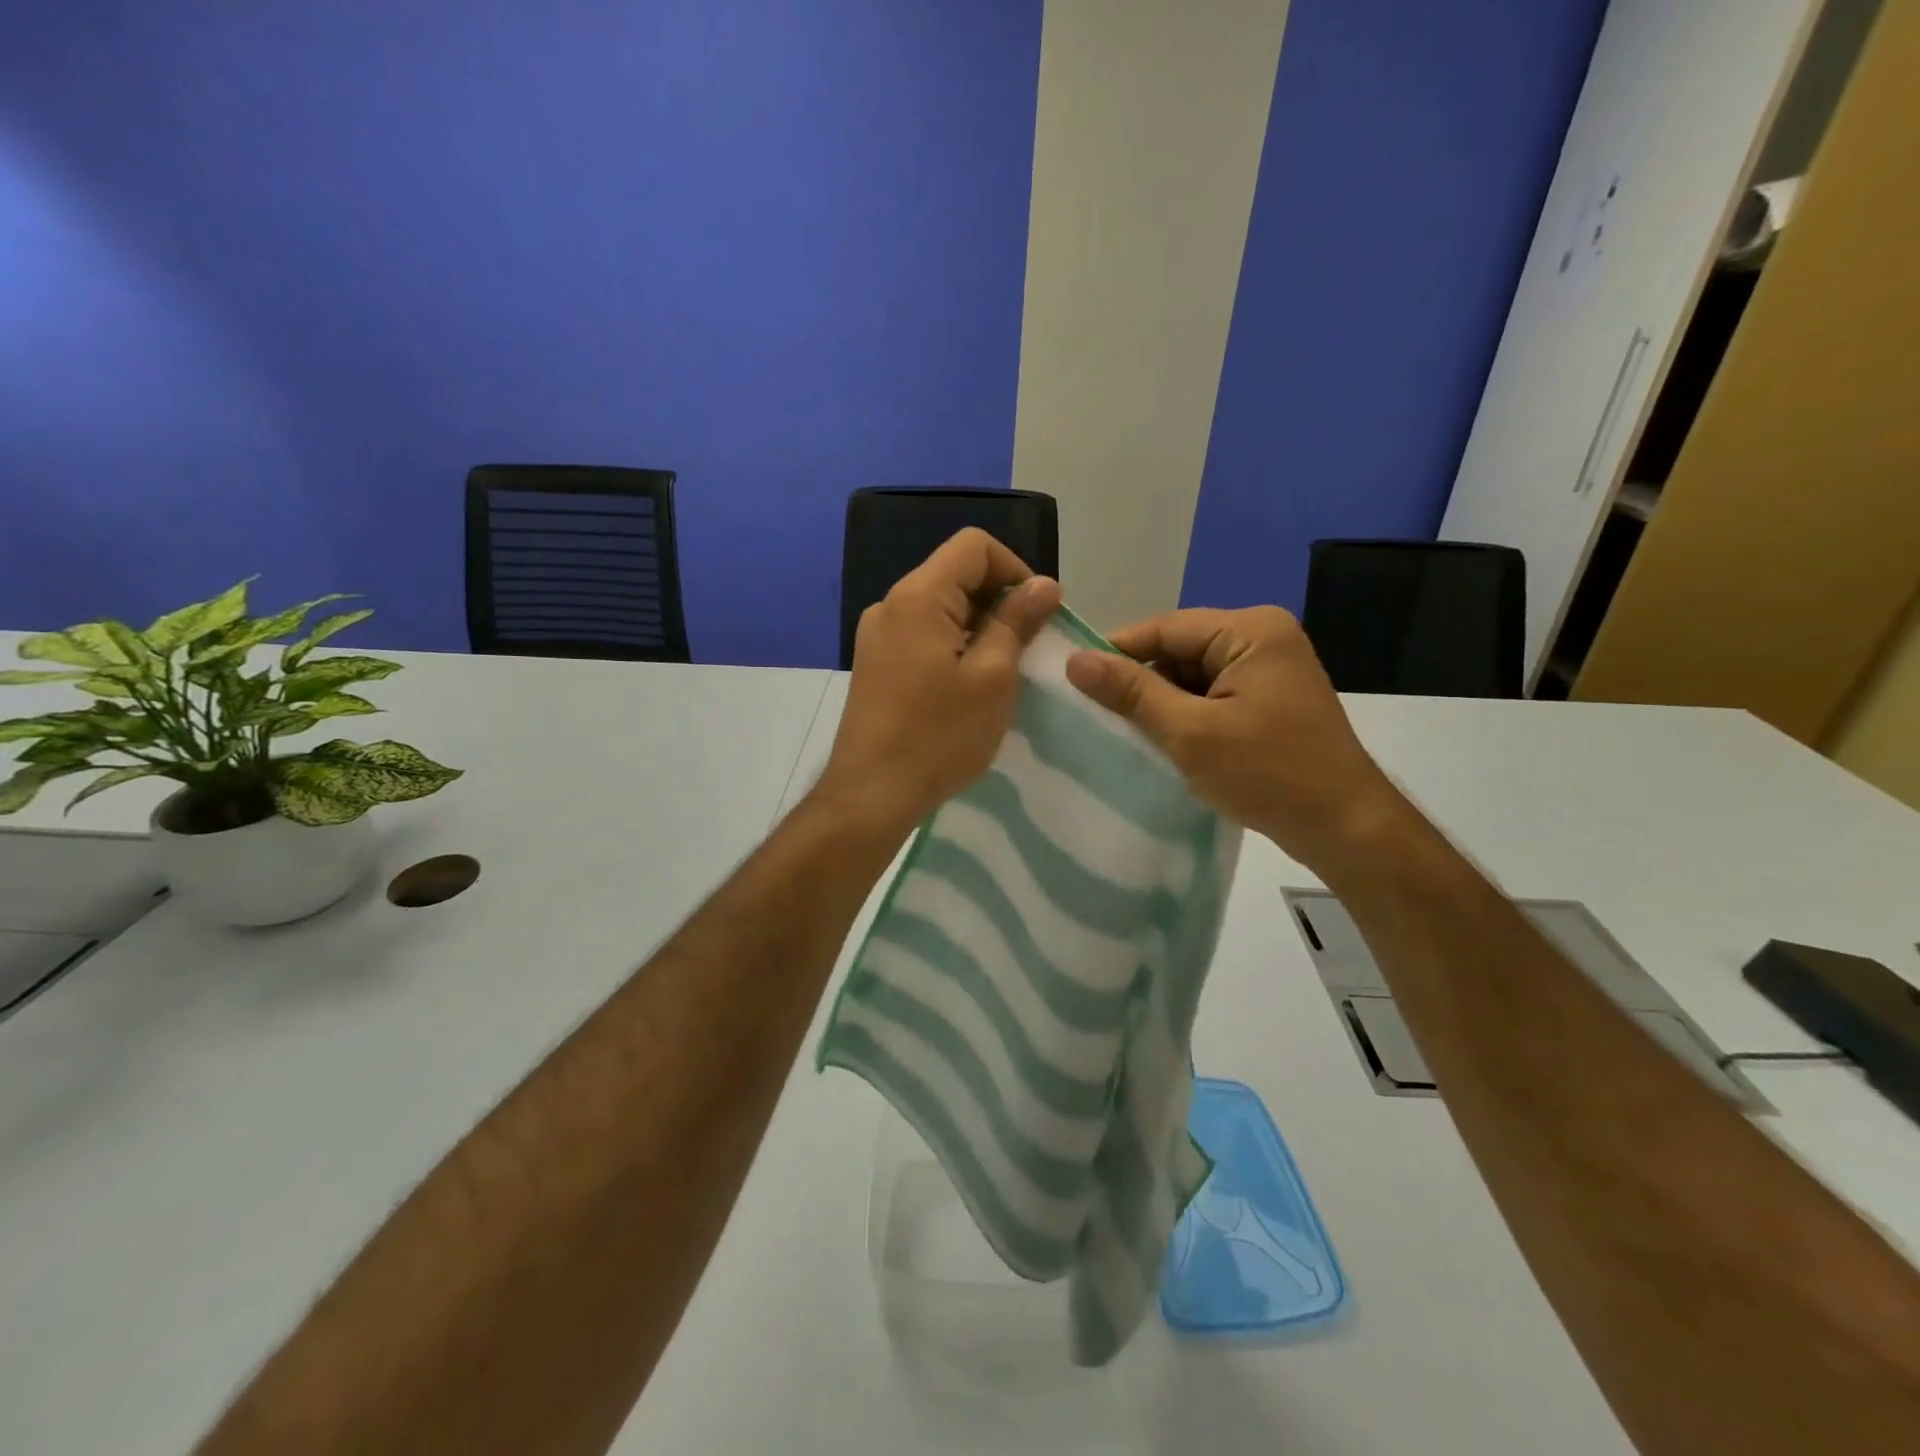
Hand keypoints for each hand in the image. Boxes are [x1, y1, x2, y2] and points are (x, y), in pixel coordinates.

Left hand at [815, 529, 1061, 840]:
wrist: (872, 794)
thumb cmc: (939, 736)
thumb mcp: (993, 677)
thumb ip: (1017, 622)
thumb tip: (1043, 584)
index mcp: (919, 596)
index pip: (974, 546)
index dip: (1015, 569)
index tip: (1037, 614)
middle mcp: (891, 604)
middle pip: (955, 574)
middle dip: (999, 600)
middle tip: (1026, 649)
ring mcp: (877, 635)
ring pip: (940, 607)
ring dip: (978, 626)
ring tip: (1001, 672)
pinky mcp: (875, 663)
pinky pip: (922, 635)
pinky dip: (953, 645)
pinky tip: (968, 686)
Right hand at [1064, 607, 1406, 872]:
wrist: (1344, 827)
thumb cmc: (1267, 773)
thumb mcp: (1189, 732)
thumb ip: (1132, 693)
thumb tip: (1074, 660)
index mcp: (1251, 631)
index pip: (1165, 627)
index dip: (1117, 652)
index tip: (1075, 680)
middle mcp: (1264, 638)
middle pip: (1179, 649)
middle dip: (1143, 682)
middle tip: (1101, 716)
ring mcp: (1272, 669)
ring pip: (1194, 675)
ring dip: (1164, 703)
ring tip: (1130, 734)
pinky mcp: (1272, 699)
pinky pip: (1215, 694)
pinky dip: (1189, 715)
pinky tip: (1168, 743)